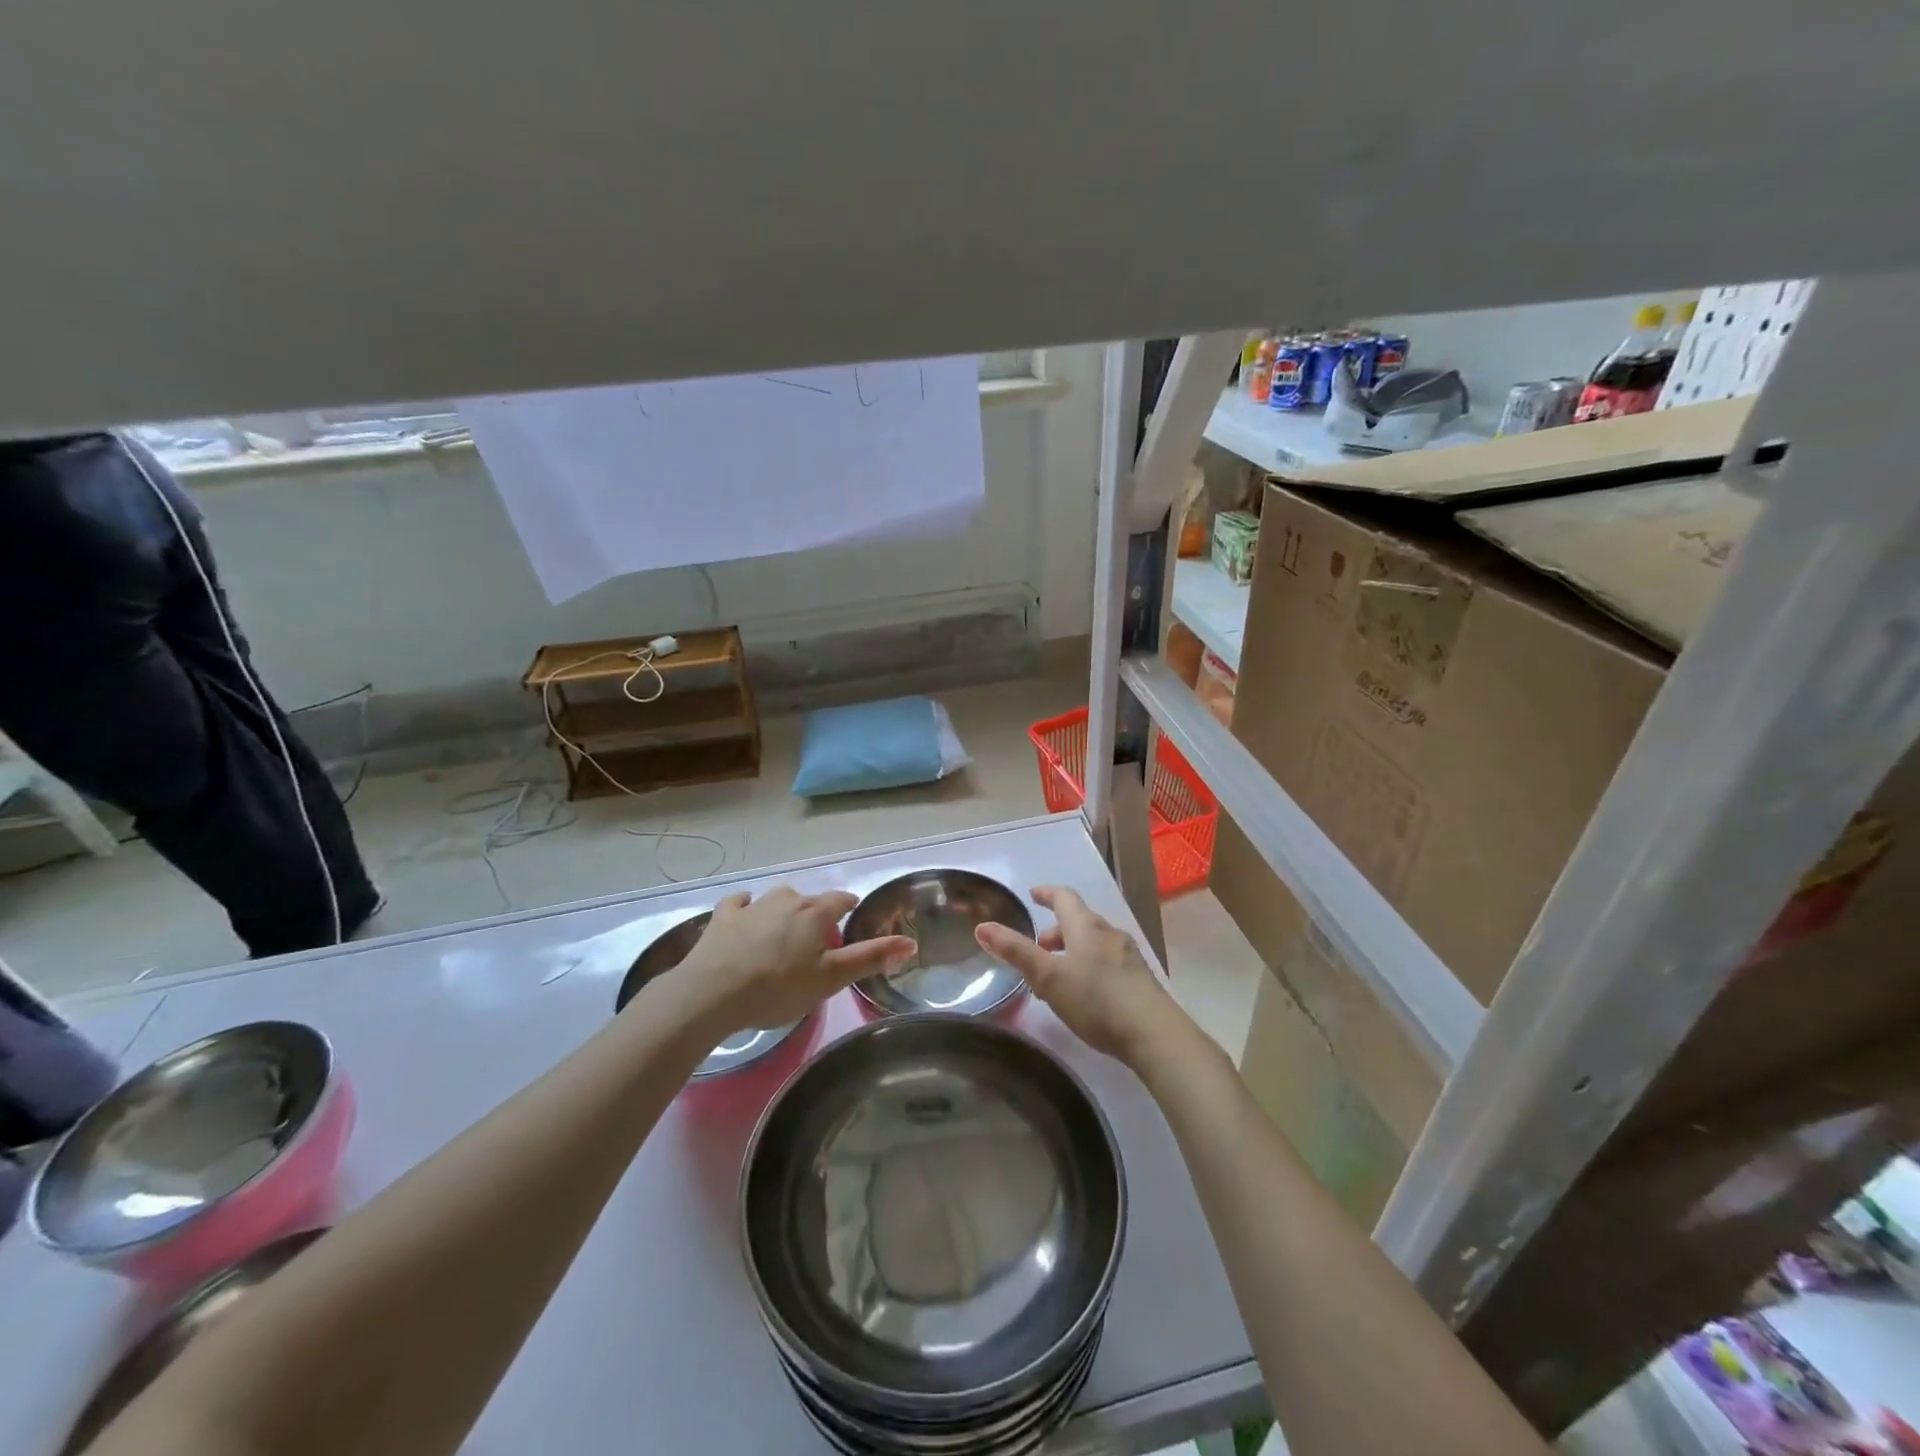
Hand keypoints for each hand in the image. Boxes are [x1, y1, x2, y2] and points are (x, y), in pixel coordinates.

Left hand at [660, 887, 913, 1037]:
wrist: (712, 995)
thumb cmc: (779, 988)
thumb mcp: (831, 979)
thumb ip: (870, 958)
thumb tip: (911, 942)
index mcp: (816, 913)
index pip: (843, 900)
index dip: (849, 911)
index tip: (849, 927)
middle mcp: (787, 899)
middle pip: (810, 901)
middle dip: (816, 917)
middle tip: (814, 948)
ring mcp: (753, 905)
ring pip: (777, 900)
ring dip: (783, 912)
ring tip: (781, 939)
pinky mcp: (723, 916)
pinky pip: (739, 903)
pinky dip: (745, 907)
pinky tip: (744, 915)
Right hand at [975, 886, 1179, 1064]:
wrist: (1154, 1034)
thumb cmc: (1096, 1000)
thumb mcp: (1048, 977)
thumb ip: (1016, 952)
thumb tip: (982, 927)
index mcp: (1086, 927)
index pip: (1065, 898)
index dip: (1048, 894)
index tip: (1034, 894)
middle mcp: (1109, 934)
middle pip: (1080, 922)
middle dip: (1056, 930)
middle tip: (1038, 946)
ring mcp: (1128, 957)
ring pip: (1094, 944)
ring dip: (1072, 951)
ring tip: (1056, 976)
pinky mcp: (1139, 981)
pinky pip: (1107, 963)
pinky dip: (1089, 967)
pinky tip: (1084, 994)